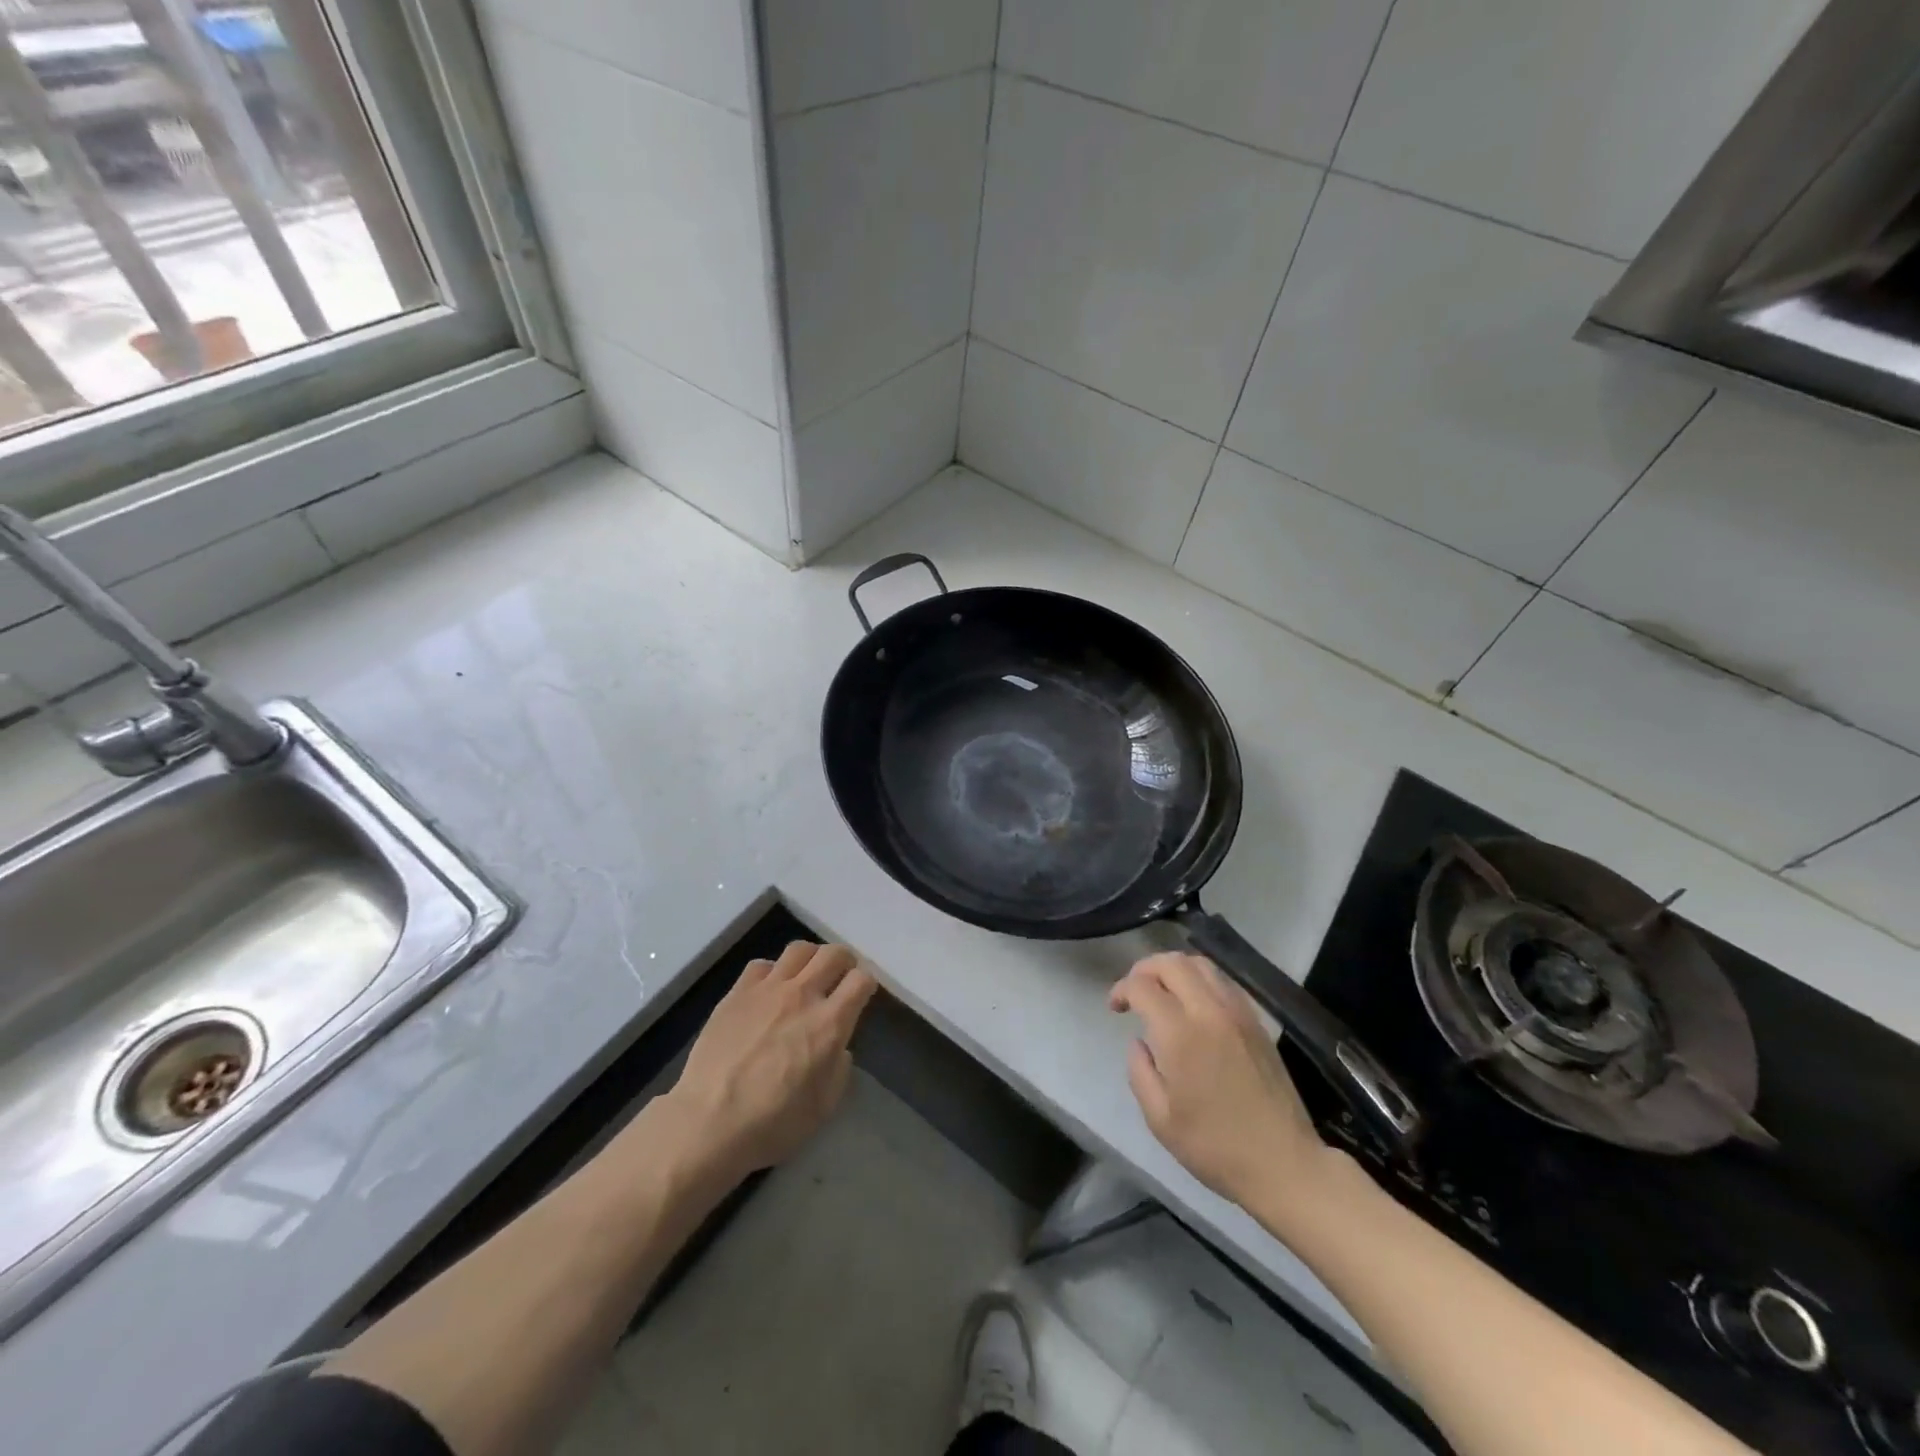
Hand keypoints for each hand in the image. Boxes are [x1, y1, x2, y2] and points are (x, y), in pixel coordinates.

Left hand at [664, 942, 878, 1183]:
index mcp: (829, 1024)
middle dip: (844, 961)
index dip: (866, 985)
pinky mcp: (737, 993)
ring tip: (807, 975)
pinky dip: (772, 972)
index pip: (861, 980)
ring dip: (811, 959)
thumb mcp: (823, 1106)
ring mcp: (767, 989)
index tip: (861, 996)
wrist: (709, 1122)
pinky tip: (768, 992)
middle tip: (840, 977)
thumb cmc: (772, 1123)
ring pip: (799, 949)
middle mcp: (802, 995)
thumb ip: (839, 1068)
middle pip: (833, 954)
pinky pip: (761, 965)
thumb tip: (837, 1047)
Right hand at [1110, 953, 1329, 1212]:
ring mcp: (1238, 1013)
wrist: (1284, 1164)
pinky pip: (1224, 981)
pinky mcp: (1257, 1022)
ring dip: (1174, 969)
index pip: (1142, 985)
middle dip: (1145, 969)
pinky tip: (1195, 1004)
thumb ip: (1140, 1072)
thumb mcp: (1160, 1120)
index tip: (1115, 1008)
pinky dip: (1201, 979)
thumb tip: (1139, 1042)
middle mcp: (1209, 1012)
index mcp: (1180, 1034)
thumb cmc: (1215, 1147)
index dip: (1121, 989)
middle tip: (1134, 992)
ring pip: (1201, 964)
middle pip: (1172, 963)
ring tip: (1163, 992)